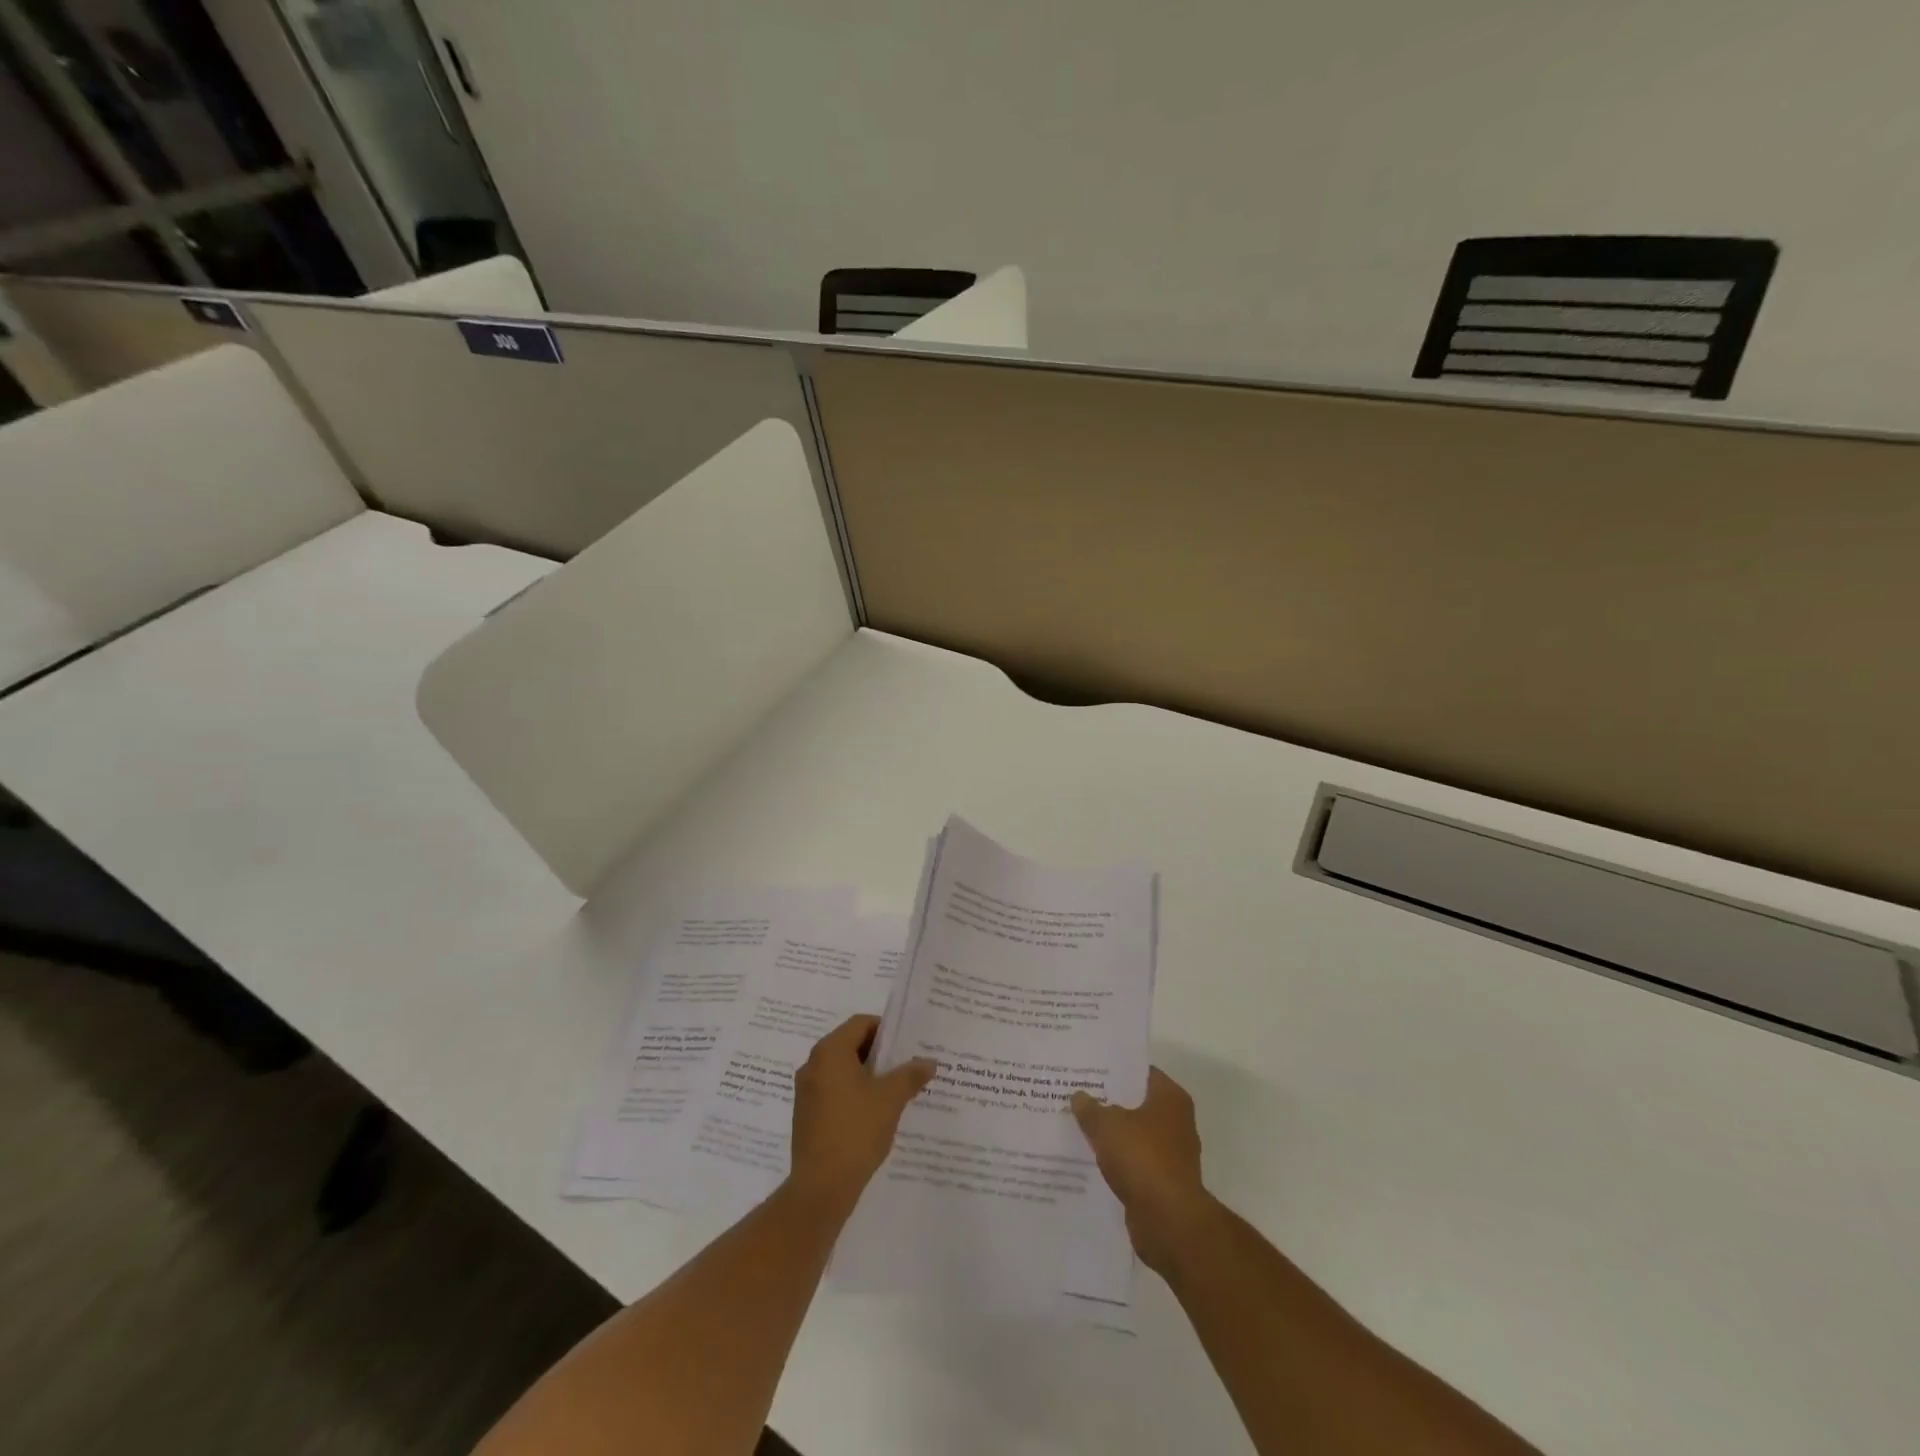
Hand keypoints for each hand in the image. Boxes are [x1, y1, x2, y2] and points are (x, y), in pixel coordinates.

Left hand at [788, 1014, 936, 1214]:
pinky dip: (854, 1093)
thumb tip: (929, 1062)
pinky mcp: (806, 1115)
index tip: (908, 1044)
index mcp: (830, 1051)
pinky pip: (834, 1091)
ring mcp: (806, 1091)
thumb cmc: (856, 1130)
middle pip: (850, 1045)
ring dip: (868, 1075)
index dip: (886, 1030)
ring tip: (896, 1090)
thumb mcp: (891, 1099)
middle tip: (907, 1065)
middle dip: (880, 1054)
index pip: (861, 1023)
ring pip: (843, 1070)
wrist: (821, 1187)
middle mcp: (813, 1065)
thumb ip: (910, 1075)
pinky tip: (876, 1113)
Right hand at [1072, 1067, 1215, 1275]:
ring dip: (1114, 1134)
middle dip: (1111, 1102)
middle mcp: (1177, 1122)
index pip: (1141, 1072)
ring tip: (1081, 1126)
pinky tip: (1092, 1159)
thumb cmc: (1142, 1158)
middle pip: (1138, 1103)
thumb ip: (1090, 1108)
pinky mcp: (1164, 1183)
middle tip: (1079, 1095)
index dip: (1116, 1069)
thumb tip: (1079, 1096)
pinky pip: (1135, 1163)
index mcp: (1170, 1098)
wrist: (1168, 1221)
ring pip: (1135, 1135)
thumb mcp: (1106, 1125)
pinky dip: (1118, 1161)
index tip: (1090, 1068)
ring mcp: (1172, 1154)